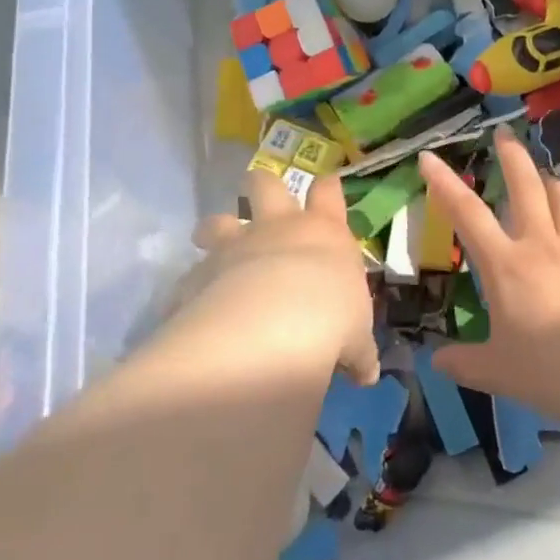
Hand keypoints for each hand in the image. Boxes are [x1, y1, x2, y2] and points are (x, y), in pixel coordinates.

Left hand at [185, 170, 379, 384]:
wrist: (276, 324)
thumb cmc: (333, 317)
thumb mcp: (356, 337)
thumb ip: (358, 352)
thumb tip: (368, 375)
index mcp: (323, 232)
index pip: (328, 191)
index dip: (327, 187)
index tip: (326, 186)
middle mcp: (278, 227)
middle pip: (266, 184)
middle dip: (261, 186)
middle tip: (259, 199)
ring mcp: (236, 246)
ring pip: (218, 220)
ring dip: (214, 229)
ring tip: (210, 241)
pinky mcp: (201, 274)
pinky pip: (191, 276)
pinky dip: (192, 289)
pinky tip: (194, 308)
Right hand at [420, 128, 559, 424]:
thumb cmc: (548, 371)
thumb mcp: (496, 371)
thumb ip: (464, 362)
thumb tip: (436, 360)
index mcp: (506, 265)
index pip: (467, 213)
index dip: (445, 183)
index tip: (429, 156)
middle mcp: (541, 246)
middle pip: (526, 187)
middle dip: (512, 156)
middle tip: (504, 134)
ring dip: (550, 184)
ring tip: (546, 178)